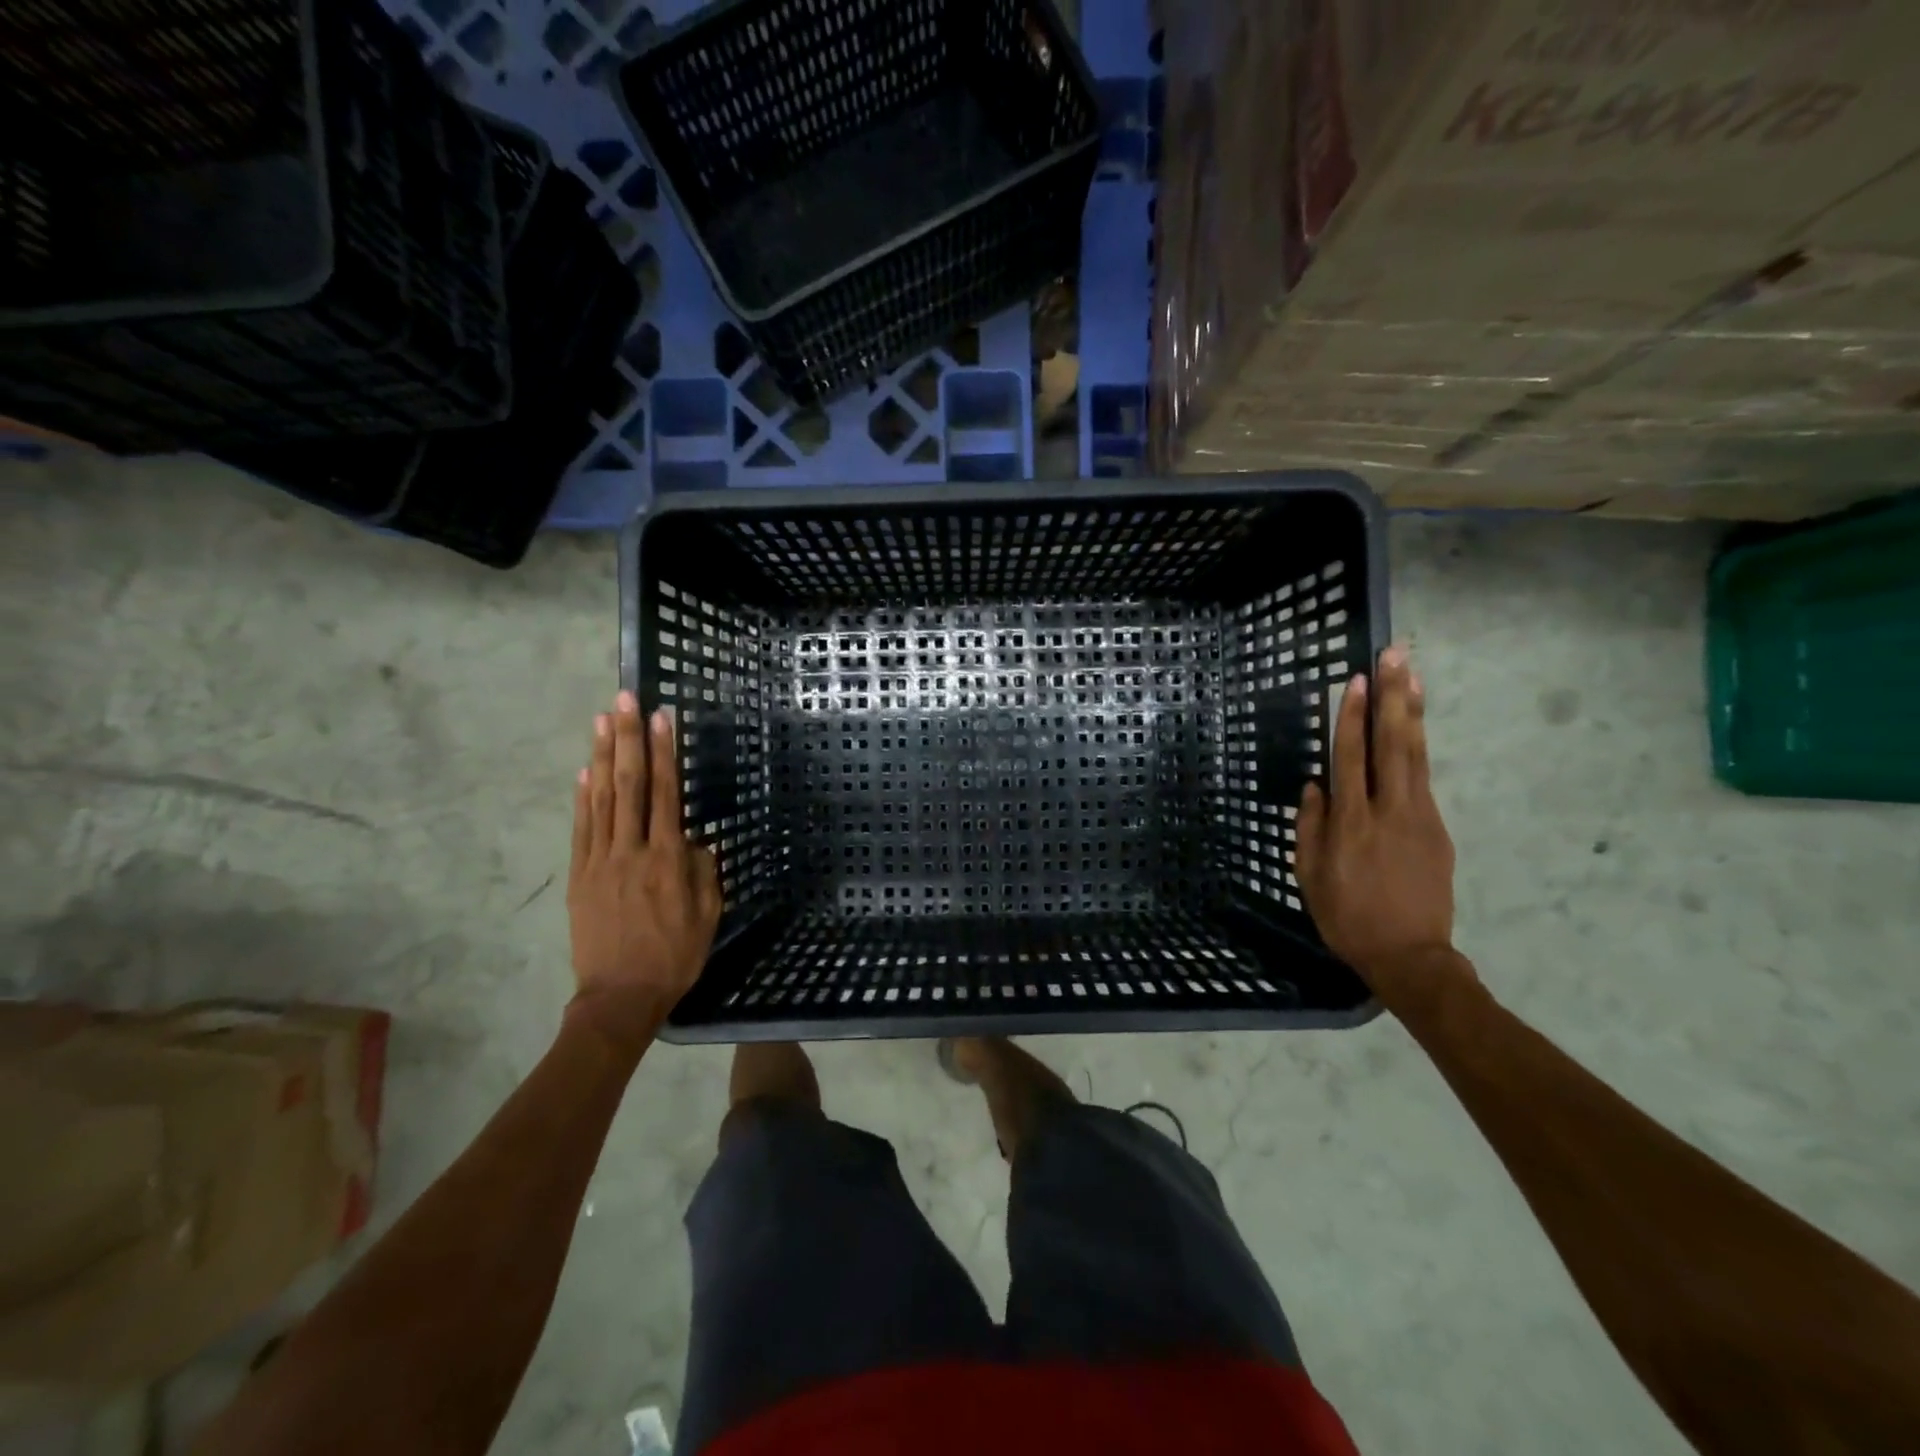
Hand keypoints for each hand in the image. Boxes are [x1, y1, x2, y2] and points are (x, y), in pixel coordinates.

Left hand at [566, 692, 721, 1052]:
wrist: (618, 997)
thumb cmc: (673, 956)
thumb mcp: (708, 916)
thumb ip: (705, 873)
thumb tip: (698, 840)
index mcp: (668, 860)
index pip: (666, 794)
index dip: (663, 753)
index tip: (661, 718)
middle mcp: (632, 851)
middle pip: (629, 785)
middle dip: (628, 739)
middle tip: (624, 700)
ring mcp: (599, 861)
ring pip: (601, 799)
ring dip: (602, 756)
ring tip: (601, 721)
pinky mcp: (579, 876)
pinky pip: (581, 829)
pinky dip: (582, 798)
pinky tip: (584, 771)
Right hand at [1295, 646, 1458, 1000]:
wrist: (1410, 956)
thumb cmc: (1346, 917)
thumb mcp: (1310, 876)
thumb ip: (1310, 827)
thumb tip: (1315, 786)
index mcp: (1351, 823)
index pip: (1351, 757)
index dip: (1352, 717)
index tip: (1357, 680)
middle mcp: (1389, 811)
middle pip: (1392, 743)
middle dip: (1393, 697)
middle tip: (1397, 656)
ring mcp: (1420, 817)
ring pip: (1416, 754)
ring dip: (1413, 712)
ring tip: (1414, 675)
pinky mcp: (1438, 829)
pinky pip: (1423, 780)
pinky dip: (1418, 747)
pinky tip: (1413, 728)